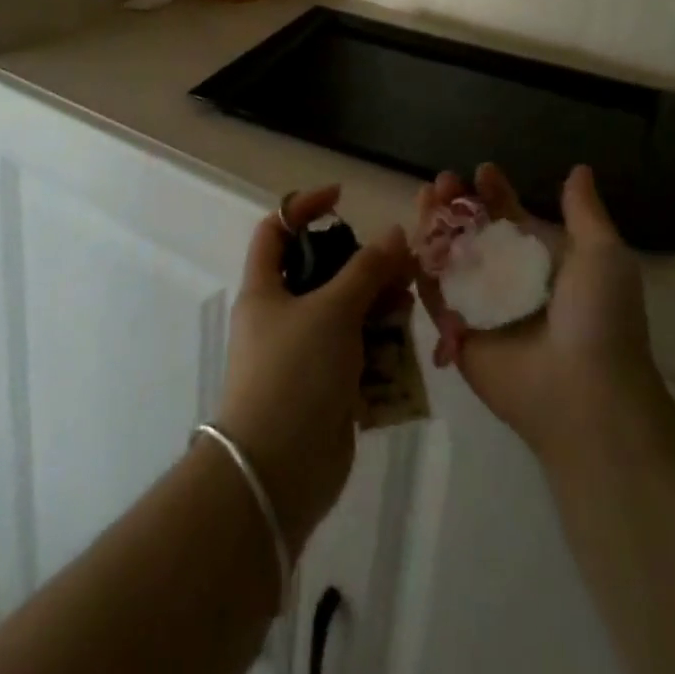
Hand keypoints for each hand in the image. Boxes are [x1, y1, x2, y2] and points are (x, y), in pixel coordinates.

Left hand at [216, 185, 412, 556]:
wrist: (277, 474)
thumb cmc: (294, 374)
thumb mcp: (332, 311)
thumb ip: (366, 270)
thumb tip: (394, 232)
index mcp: (265, 288)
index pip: (276, 229)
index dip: (304, 207)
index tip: (342, 199)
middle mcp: (281, 316)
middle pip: (321, 272)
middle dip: (360, 265)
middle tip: (398, 264)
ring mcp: (303, 354)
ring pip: (344, 313)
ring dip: (377, 305)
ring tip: (409, 301)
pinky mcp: (326, 388)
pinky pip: (356, 353)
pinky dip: (380, 345)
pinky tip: (406, 343)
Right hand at [415, 165, 674, 470]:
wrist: (586, 395)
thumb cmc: (599, 319)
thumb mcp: (602, 255)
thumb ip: (584, 212)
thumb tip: (579, 169)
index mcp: (540, 259)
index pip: (510, 216)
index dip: (495, 192)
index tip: (483, 171)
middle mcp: (507, 278)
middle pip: (473, 230)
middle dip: (457, 202)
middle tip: (442, 181)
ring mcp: (479, 305)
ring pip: (448, 255)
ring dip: (435, 224)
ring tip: (426, 197)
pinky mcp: (456, 332)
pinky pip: (433, 293)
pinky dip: (420, 264)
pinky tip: (412, 236)